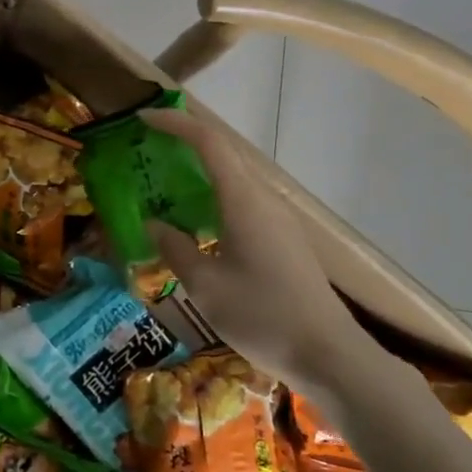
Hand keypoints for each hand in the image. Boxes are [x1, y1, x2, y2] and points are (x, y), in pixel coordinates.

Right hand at [143, 106, 399, 409]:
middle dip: (184, 142)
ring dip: (198, 172)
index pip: (208, 142)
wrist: (328, 354)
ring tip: (163, 184)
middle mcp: (263, 200)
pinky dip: (212, 197)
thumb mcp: (205, 286)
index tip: (143, 117)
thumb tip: (155, 224)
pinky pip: (242, 201)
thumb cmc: (262, 316)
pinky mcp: (283, 239)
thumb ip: (175, 248)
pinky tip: (195, 222)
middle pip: (223, 154)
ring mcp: (278, 219)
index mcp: (244, 201)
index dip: (175, 122)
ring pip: (233, 178)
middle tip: (146, 150)